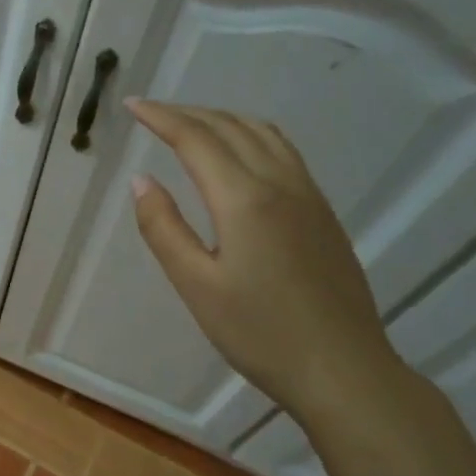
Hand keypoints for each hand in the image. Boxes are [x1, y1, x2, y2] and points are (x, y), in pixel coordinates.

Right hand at [126, 100, 402, 421]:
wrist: (343, 369)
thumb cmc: (260, 333)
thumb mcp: (196, 285)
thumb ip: (164, 228)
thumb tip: (142, 181)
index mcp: (244, 199)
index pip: (196, 139)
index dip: (161, 117)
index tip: (132, 105)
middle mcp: (280, 184)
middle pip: (230, 127)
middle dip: (188, 113)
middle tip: (152, 112)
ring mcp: (309, 196)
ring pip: (263, 134)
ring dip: (222, 119)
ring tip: (191, 124)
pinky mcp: (323, 213)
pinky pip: (284, 151)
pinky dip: (251, 135)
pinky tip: (239, 153)